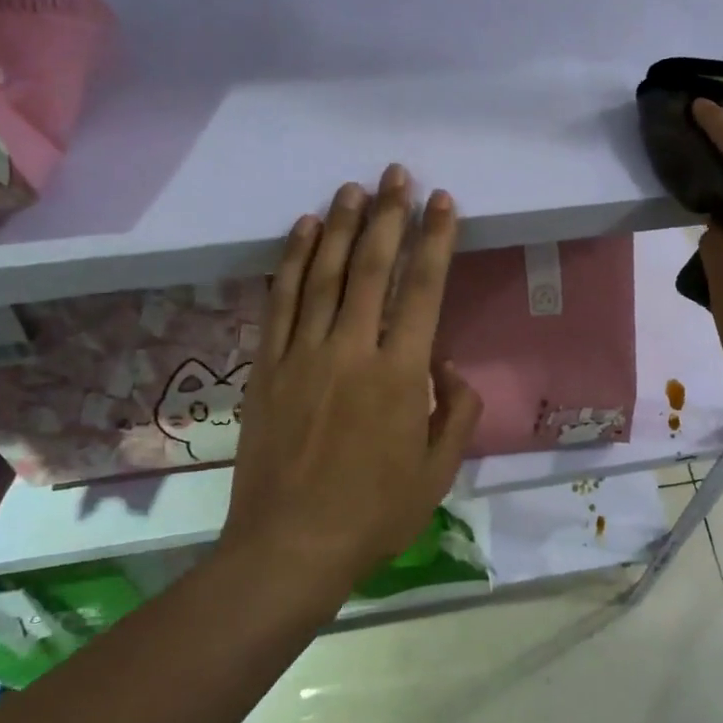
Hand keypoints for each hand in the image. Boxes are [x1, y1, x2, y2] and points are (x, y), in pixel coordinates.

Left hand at [224, 164, 482, 581]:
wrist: (289, 547)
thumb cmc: (374, 514)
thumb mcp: (438, 472)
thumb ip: (455, 412)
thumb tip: (448, 367)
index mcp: (400, 375)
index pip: (423, 290)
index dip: (436, 240)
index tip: (443, 202)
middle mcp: (351, 351)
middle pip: (372, 268)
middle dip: (389, 216)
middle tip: (396, 175)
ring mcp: (302, 355)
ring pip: (325, 275)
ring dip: (341, 227)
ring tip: (353, 189)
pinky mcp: (267, 367)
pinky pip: (281, 302)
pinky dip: (292, 262)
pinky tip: (303, 232)